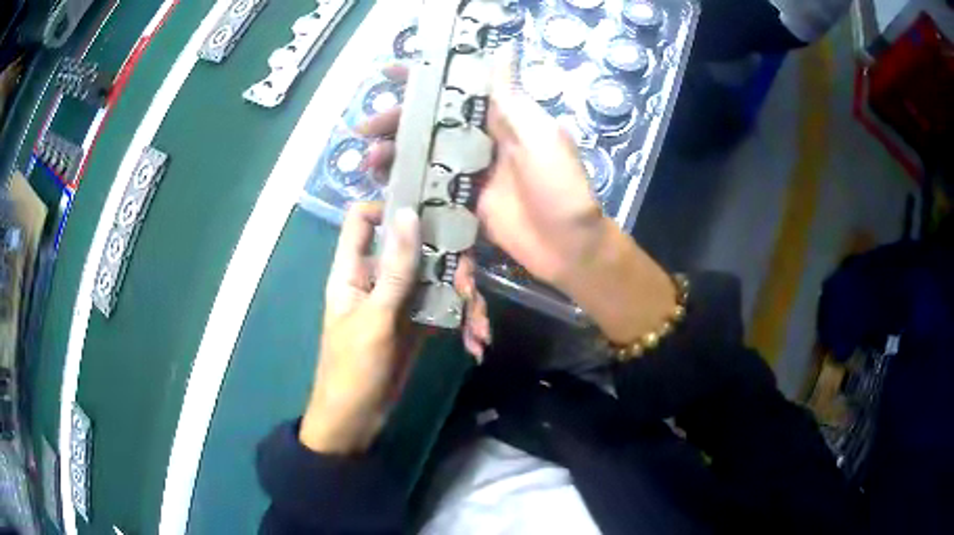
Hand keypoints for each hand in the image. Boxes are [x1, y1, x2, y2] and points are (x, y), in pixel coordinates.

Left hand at [300, 202, 488, 453]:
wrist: (356, 419)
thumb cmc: (353, 368)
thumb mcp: (374, 317)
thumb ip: (395, 269)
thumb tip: (409, 215)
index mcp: (352, 270)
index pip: (362, 220)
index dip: (388, 207)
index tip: (426, 209)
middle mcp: (376, 277)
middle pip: (411, 247)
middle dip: (445, 260)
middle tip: (468, 284)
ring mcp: (398, 300)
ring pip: (432, 277)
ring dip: (459, 295)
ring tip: (479, 324)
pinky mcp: (415, 322)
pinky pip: (441, 306)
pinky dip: (460, 317)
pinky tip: (475, 337)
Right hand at [358, 60, 608, 290]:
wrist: (566, 245)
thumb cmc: (559, 187)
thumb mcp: (541, 136)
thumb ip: (513, 99)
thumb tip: (503, 51)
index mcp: (501, 118)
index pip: (456, 90)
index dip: (424, 80)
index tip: (390, 73)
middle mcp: (481, 139)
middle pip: (431, 121)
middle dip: (396, 120)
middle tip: (365, 127)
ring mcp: (470, 171)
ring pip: (424, 152)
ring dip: (394, 151)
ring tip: (369, 159)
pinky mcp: (463, 200)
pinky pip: (429, 184)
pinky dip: (406, 180)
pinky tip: (383, 182)